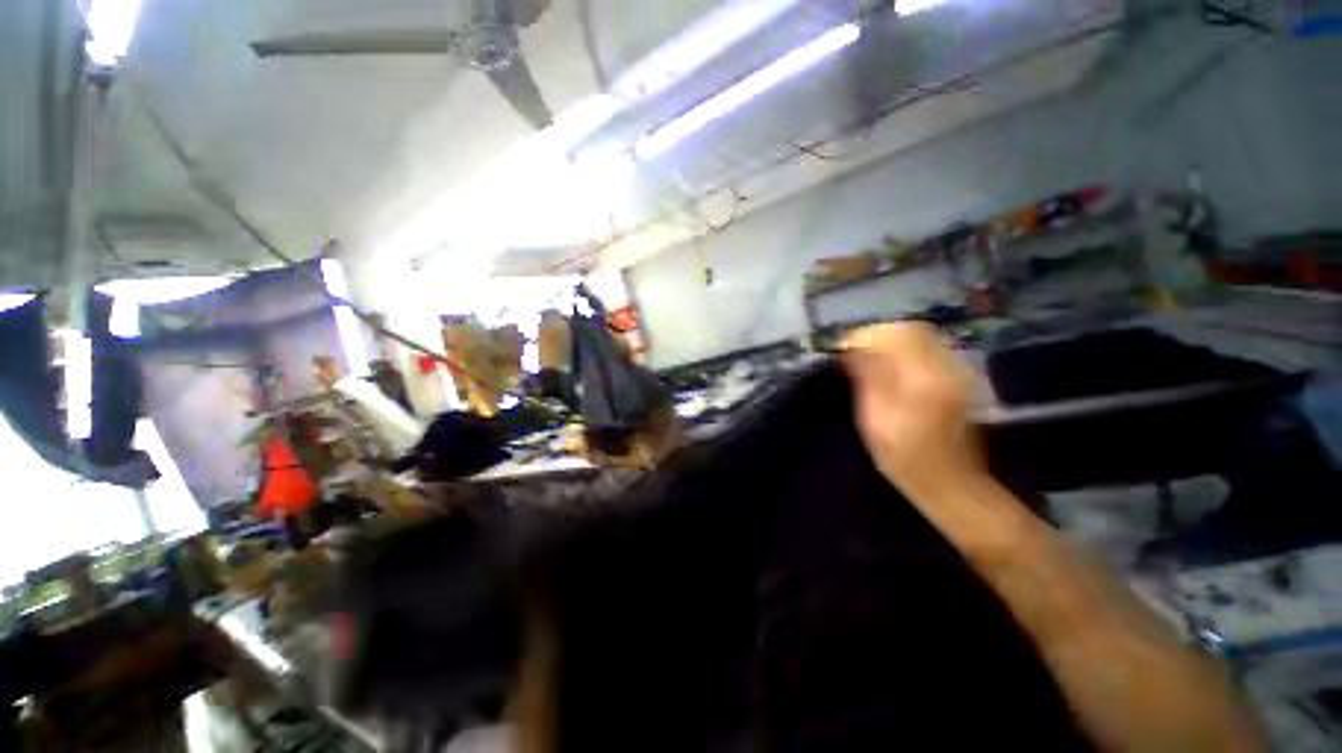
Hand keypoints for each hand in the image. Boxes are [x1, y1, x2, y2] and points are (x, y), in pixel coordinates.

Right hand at [842, 323, 984, 501]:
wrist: (951, 482)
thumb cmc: (905, 457)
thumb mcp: (874, 420)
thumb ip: (866, 379)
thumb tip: (850, 352)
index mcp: (922, 379)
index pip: (893, 336)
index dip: (864, 336)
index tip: (844, 348)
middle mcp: (945, 367)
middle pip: (911, 330)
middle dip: (878, 334)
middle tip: (856, 351)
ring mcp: (957, 371)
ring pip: (922, 336)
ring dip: (892, 341)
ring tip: (870, 358)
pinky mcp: (960, 378)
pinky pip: (931, 349)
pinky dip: (906, 349)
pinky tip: (892, 366)